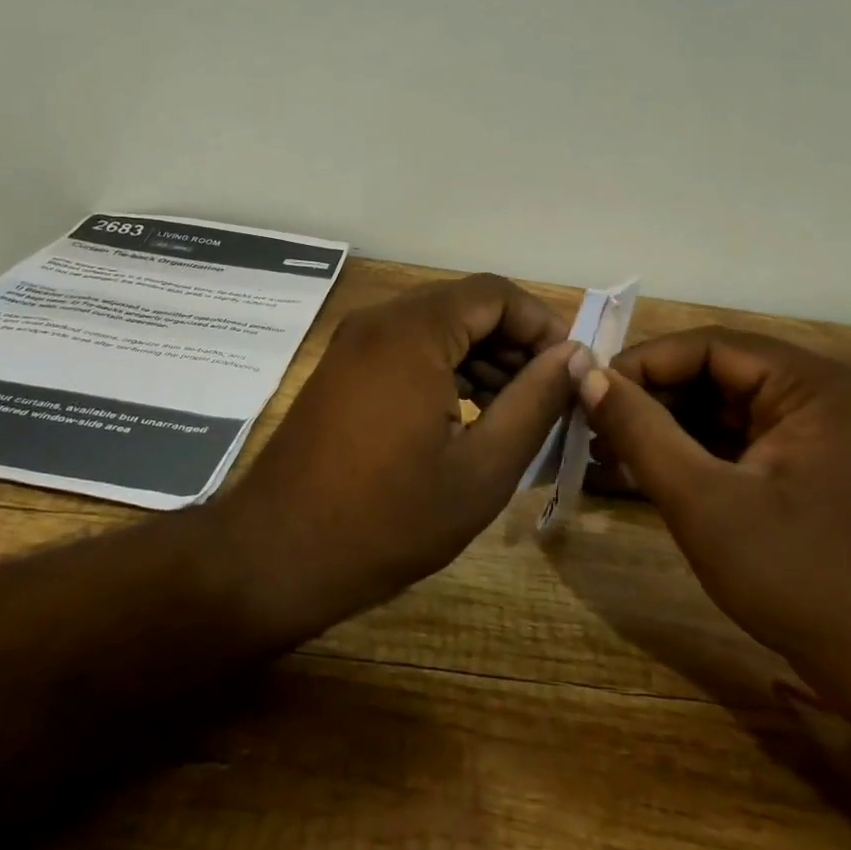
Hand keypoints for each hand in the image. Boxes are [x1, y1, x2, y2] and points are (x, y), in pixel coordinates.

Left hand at [217, 274, 577, 644]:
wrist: (276, 556)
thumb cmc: (388, 519)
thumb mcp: (482, 469)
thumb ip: (535, 403)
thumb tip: (574, 357)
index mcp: (413, 332)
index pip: (496, 293)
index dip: (542, 324)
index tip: (568, 372)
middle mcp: (379, 321)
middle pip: (465, 306)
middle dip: (513, 344)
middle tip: (546, 398)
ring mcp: (354, 343)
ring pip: (436, 327)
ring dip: (481, 359)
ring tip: (512, 414)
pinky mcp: (342, 368)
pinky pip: (407, 348)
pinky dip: (444, 369)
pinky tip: (465, 417)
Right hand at [577, 327, 850, 728]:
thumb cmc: (798, 576)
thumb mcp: (704, 501)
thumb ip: (640, 431)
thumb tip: (585, 374)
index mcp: (813, 385)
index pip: (709, 346)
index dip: (643, 365)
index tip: (589, 394)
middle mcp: (822, 395)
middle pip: (716, 376)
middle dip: (651, 402)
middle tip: (593, 431)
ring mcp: (820, 434)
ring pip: (724, 411)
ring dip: (666, 430)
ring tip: (606, 455)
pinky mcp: (811, 469)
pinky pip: (740, 443)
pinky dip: (694, 456)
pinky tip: (645, 475)